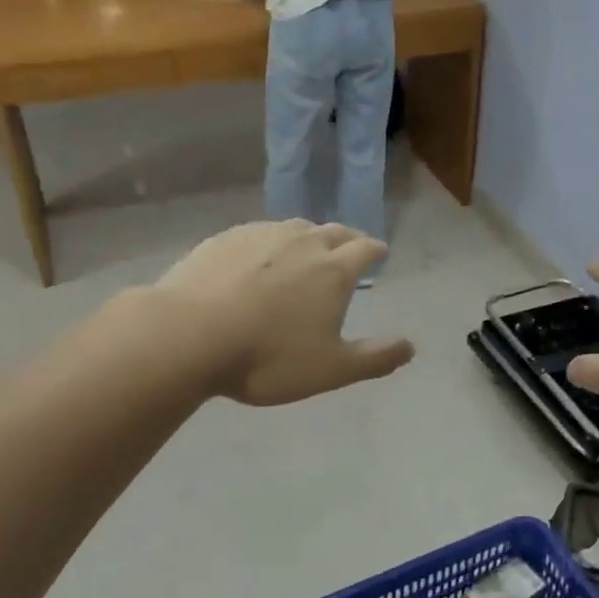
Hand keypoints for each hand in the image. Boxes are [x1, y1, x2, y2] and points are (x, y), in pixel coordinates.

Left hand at [154, 221, 413, 405]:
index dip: (376, 250)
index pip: (365, 248)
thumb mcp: (331, 370)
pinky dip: (269, 242)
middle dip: (347, 239)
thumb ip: (375, 358)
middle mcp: (302, 242)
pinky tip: (258, 258)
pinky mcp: (224, 238)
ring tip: (306, 251)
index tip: (380, 253)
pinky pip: (258, 233)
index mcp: (333, 270)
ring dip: (309, 237)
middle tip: (349, 249)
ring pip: (295, 228)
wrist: (188, 335)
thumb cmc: (267, 357)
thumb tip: (411, 346)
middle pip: (334, 231)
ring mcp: (260, 235)